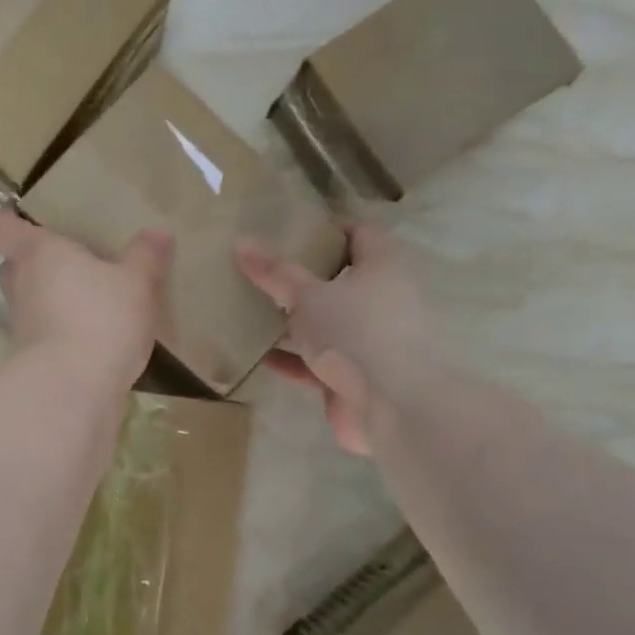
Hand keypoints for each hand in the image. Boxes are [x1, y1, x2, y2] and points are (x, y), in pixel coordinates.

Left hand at [0, 209, 171, 390]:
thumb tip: (157, 232)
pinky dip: (61, 331)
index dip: (8, 221)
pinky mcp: (31, 359)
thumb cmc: (100, 318)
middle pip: (13, 265)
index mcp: (37, 253)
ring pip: (29, 301)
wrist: (73, 389)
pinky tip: (94, 335)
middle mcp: (20, 285)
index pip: (1, 228)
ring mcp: (22, 325)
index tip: (24, 219)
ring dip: (50, 299)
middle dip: (35, 263)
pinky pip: (44, 333)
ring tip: (88, 299)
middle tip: (69, 261)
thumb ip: (145, 256)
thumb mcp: (135, 283)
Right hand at [237, 222, 440, 454]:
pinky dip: (295, 359)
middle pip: (343, 280)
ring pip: (330, 324)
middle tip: (267, 270)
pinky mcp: (357, 377)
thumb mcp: (307, 297)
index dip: (330, 229)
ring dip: (299, 322)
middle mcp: (384, 299)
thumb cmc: (355, 333)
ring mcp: (372, 341)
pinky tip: (262, 358)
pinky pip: (320, 362)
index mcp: (383, 267)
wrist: (392, 406)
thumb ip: (276, 272)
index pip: (360, 233)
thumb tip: (242, 240)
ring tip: (257, 311)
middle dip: (307, 278)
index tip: (293, 231)